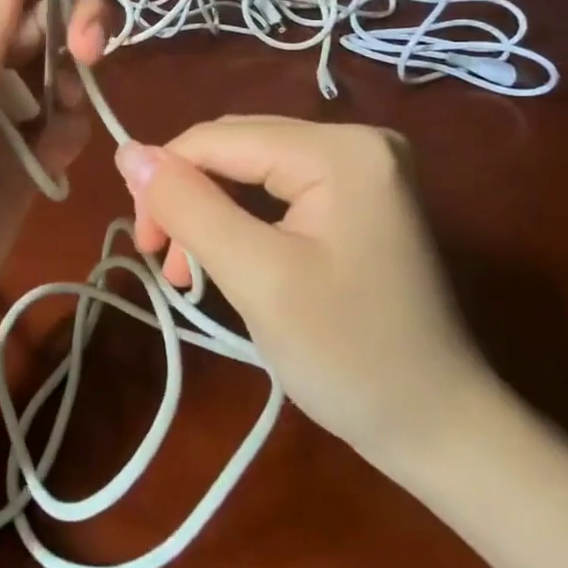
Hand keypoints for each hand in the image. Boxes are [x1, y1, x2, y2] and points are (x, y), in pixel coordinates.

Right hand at [114, 117, 493, 471]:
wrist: (441, 429)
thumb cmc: (349, 357)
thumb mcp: (255, 277)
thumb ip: (187, 206)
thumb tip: (126, 150)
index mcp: (338, 149)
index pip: (219, 139)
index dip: (165, 179)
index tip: (145, 245)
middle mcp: (355, 138)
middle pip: (234, 148)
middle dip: (189, 198)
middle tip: (168, 262)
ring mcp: (363, 166)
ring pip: (250, 168)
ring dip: (210, 212)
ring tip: (192, 273)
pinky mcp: (360, 194)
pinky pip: (277, 188)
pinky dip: (241, 219)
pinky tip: (228, 257)